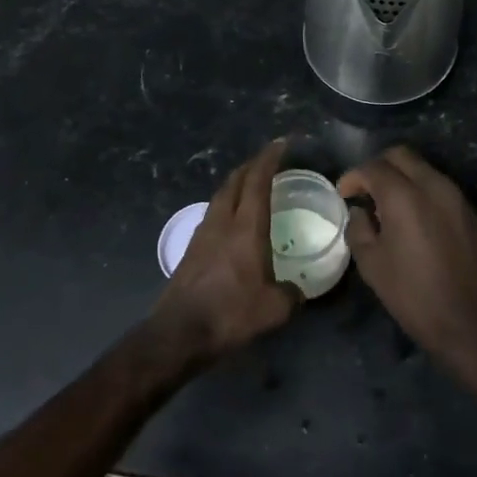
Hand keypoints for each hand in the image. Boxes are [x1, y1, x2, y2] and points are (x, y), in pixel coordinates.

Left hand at [150, 140, 300, 363]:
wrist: (179, 332)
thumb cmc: (230, 313)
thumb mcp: (274, 309)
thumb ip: (291, 295)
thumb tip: (298, 291)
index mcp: (246, 227)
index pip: (258, 181)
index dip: (269, 158)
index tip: (281, 143)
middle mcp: (222, 222)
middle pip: (235, 181)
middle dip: (251, 165)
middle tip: (267, 161)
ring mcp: (202, 234)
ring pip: (220, 196)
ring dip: (236, 184)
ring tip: (250, 186)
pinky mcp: (191, 249)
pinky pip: (212, 214)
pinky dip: (226, 205)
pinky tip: (231, 220)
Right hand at [339, 147, 476, 377]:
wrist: (474, 324)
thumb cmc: (415, 297)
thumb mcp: (373, 266)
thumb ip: (359, 230)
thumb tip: (360, 212)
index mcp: (404, 196)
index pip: (373, 167)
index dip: (354, 177)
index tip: (344, 194)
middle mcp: (433, 186)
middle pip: (401, 155)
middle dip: (379, 167)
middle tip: (365, 191)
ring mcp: (457, 197)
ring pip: (423, 169)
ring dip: (402, 178)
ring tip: (388, 207)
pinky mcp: (471, 212)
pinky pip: (440, 187)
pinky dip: (422, 191)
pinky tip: (415, 220)